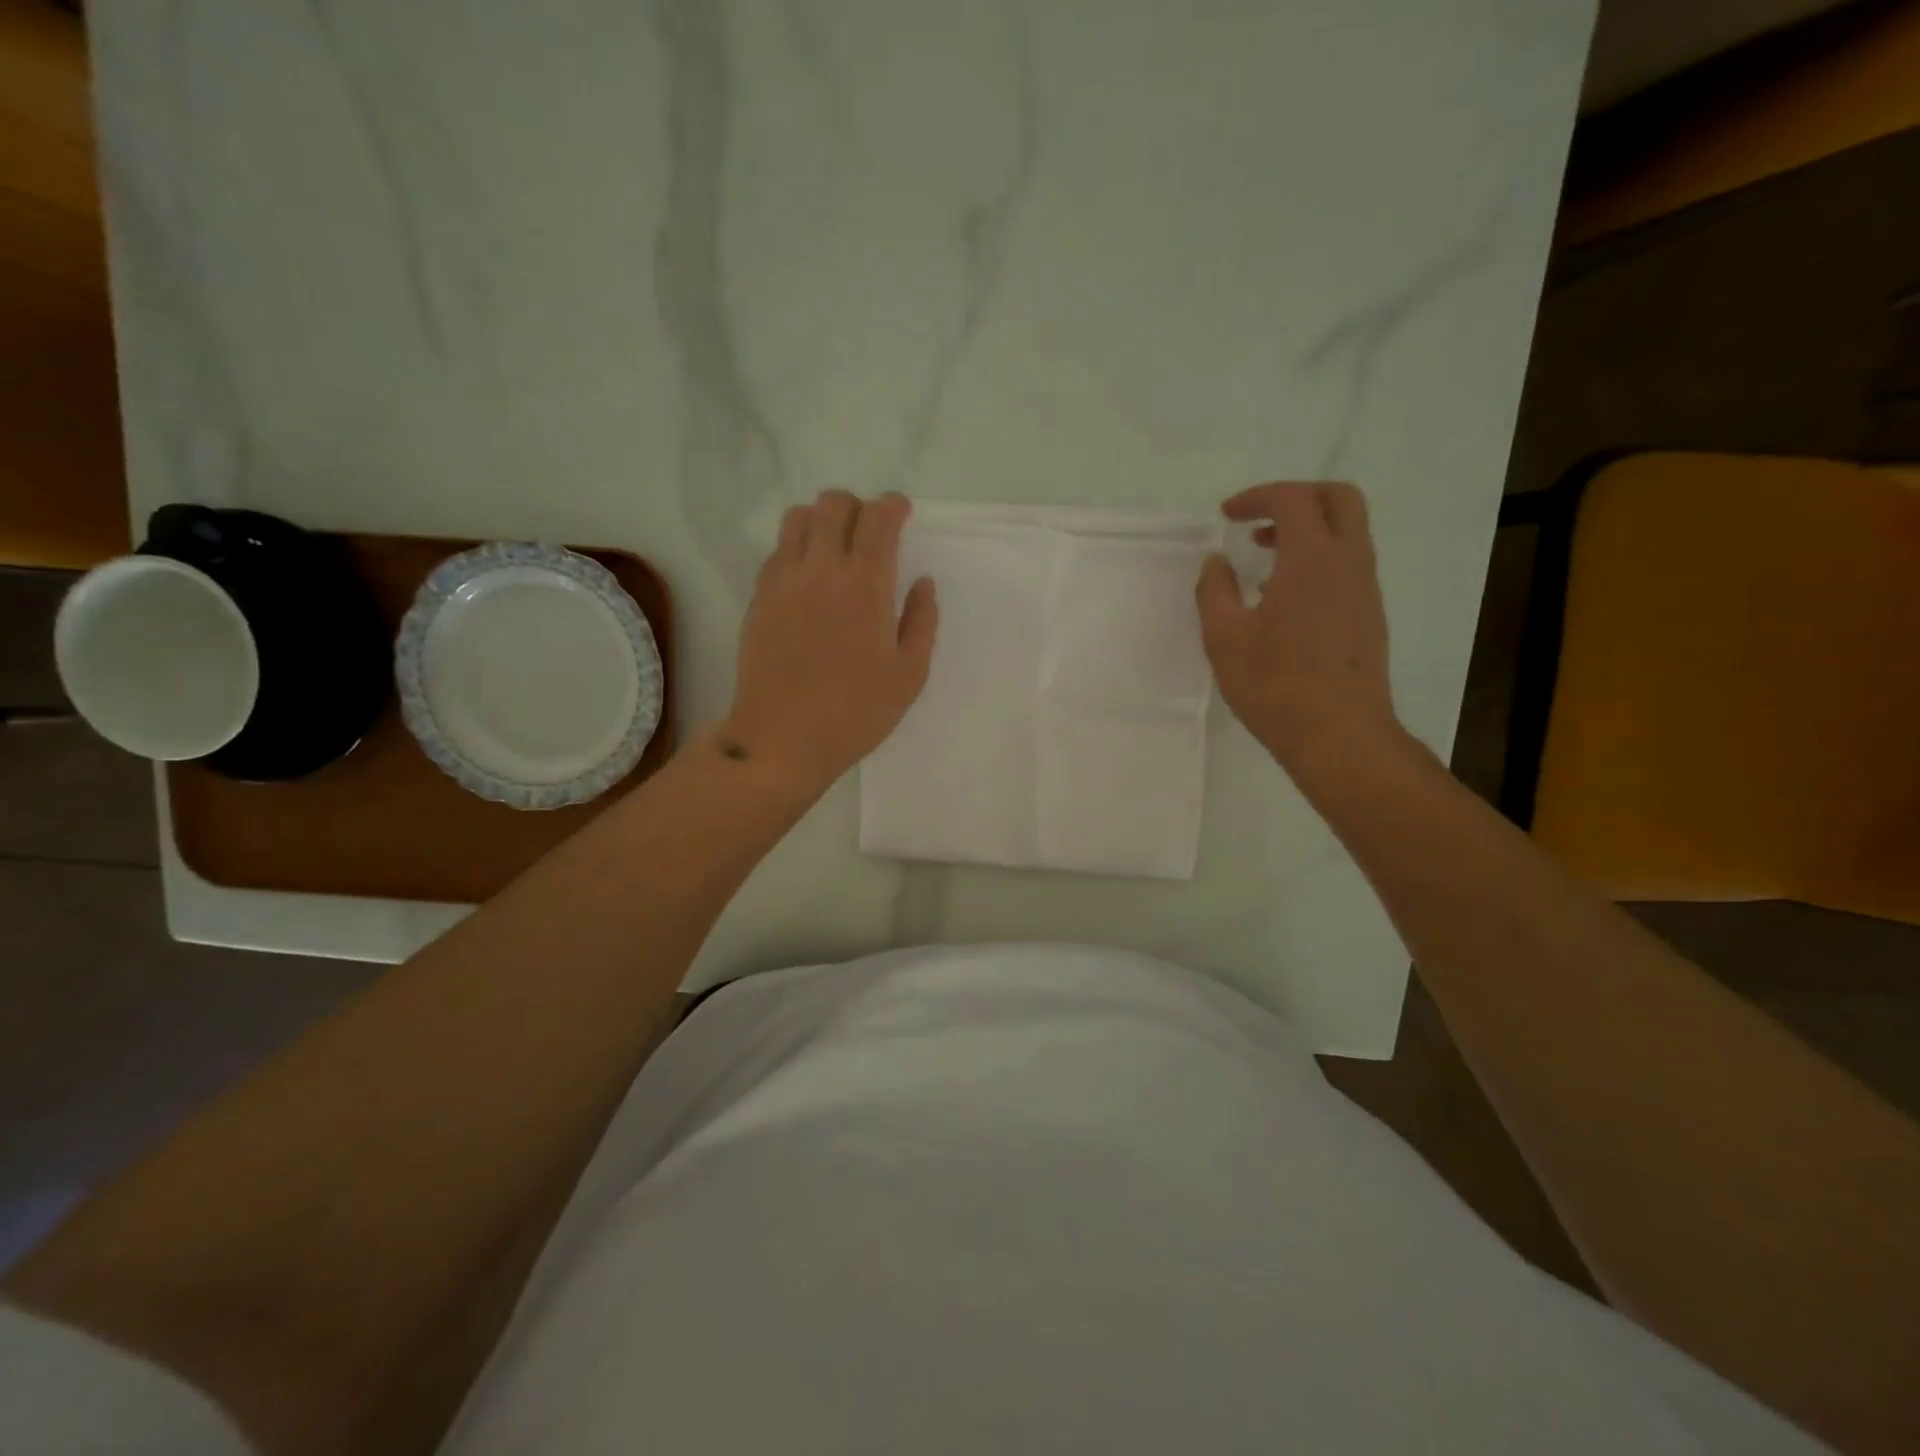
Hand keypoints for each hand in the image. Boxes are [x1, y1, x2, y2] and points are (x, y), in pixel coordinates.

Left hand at [723, 490, 937, 794]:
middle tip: (870, 533)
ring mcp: (783, 581)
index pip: (877, 517)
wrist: (782, 739)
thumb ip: (922, 621)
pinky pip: (777, 551)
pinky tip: (809, 580)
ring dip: (822, 520)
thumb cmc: (856, 713)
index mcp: (865, 585)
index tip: (902, 514)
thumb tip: (922, 583)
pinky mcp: (759, 598)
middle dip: (857, 507)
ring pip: (797, 518)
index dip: (893, 506)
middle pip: (833, 504)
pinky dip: (797, 548)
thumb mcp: (909, 675)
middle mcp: (821, 569)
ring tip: (835, 549)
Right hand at [1195, 482, 1405, 784]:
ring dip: (1307, 530)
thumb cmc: (1276, 686)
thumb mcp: (1225, 638)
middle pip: (1338, 499)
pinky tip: (1284, 597)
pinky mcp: (1369, 615)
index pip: (1294, 500)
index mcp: (1312, 561)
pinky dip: (1318, 558)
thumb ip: (1214, 591)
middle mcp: (1348, 563)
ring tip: (1263, 559)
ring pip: (1347, 532)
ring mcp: (1365, 589)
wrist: (1339, 736)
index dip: (1258, 497)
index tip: (1226, 516)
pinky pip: (1348, 563)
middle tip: (1258, 521)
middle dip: (1297, 498)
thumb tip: (1215, 562)